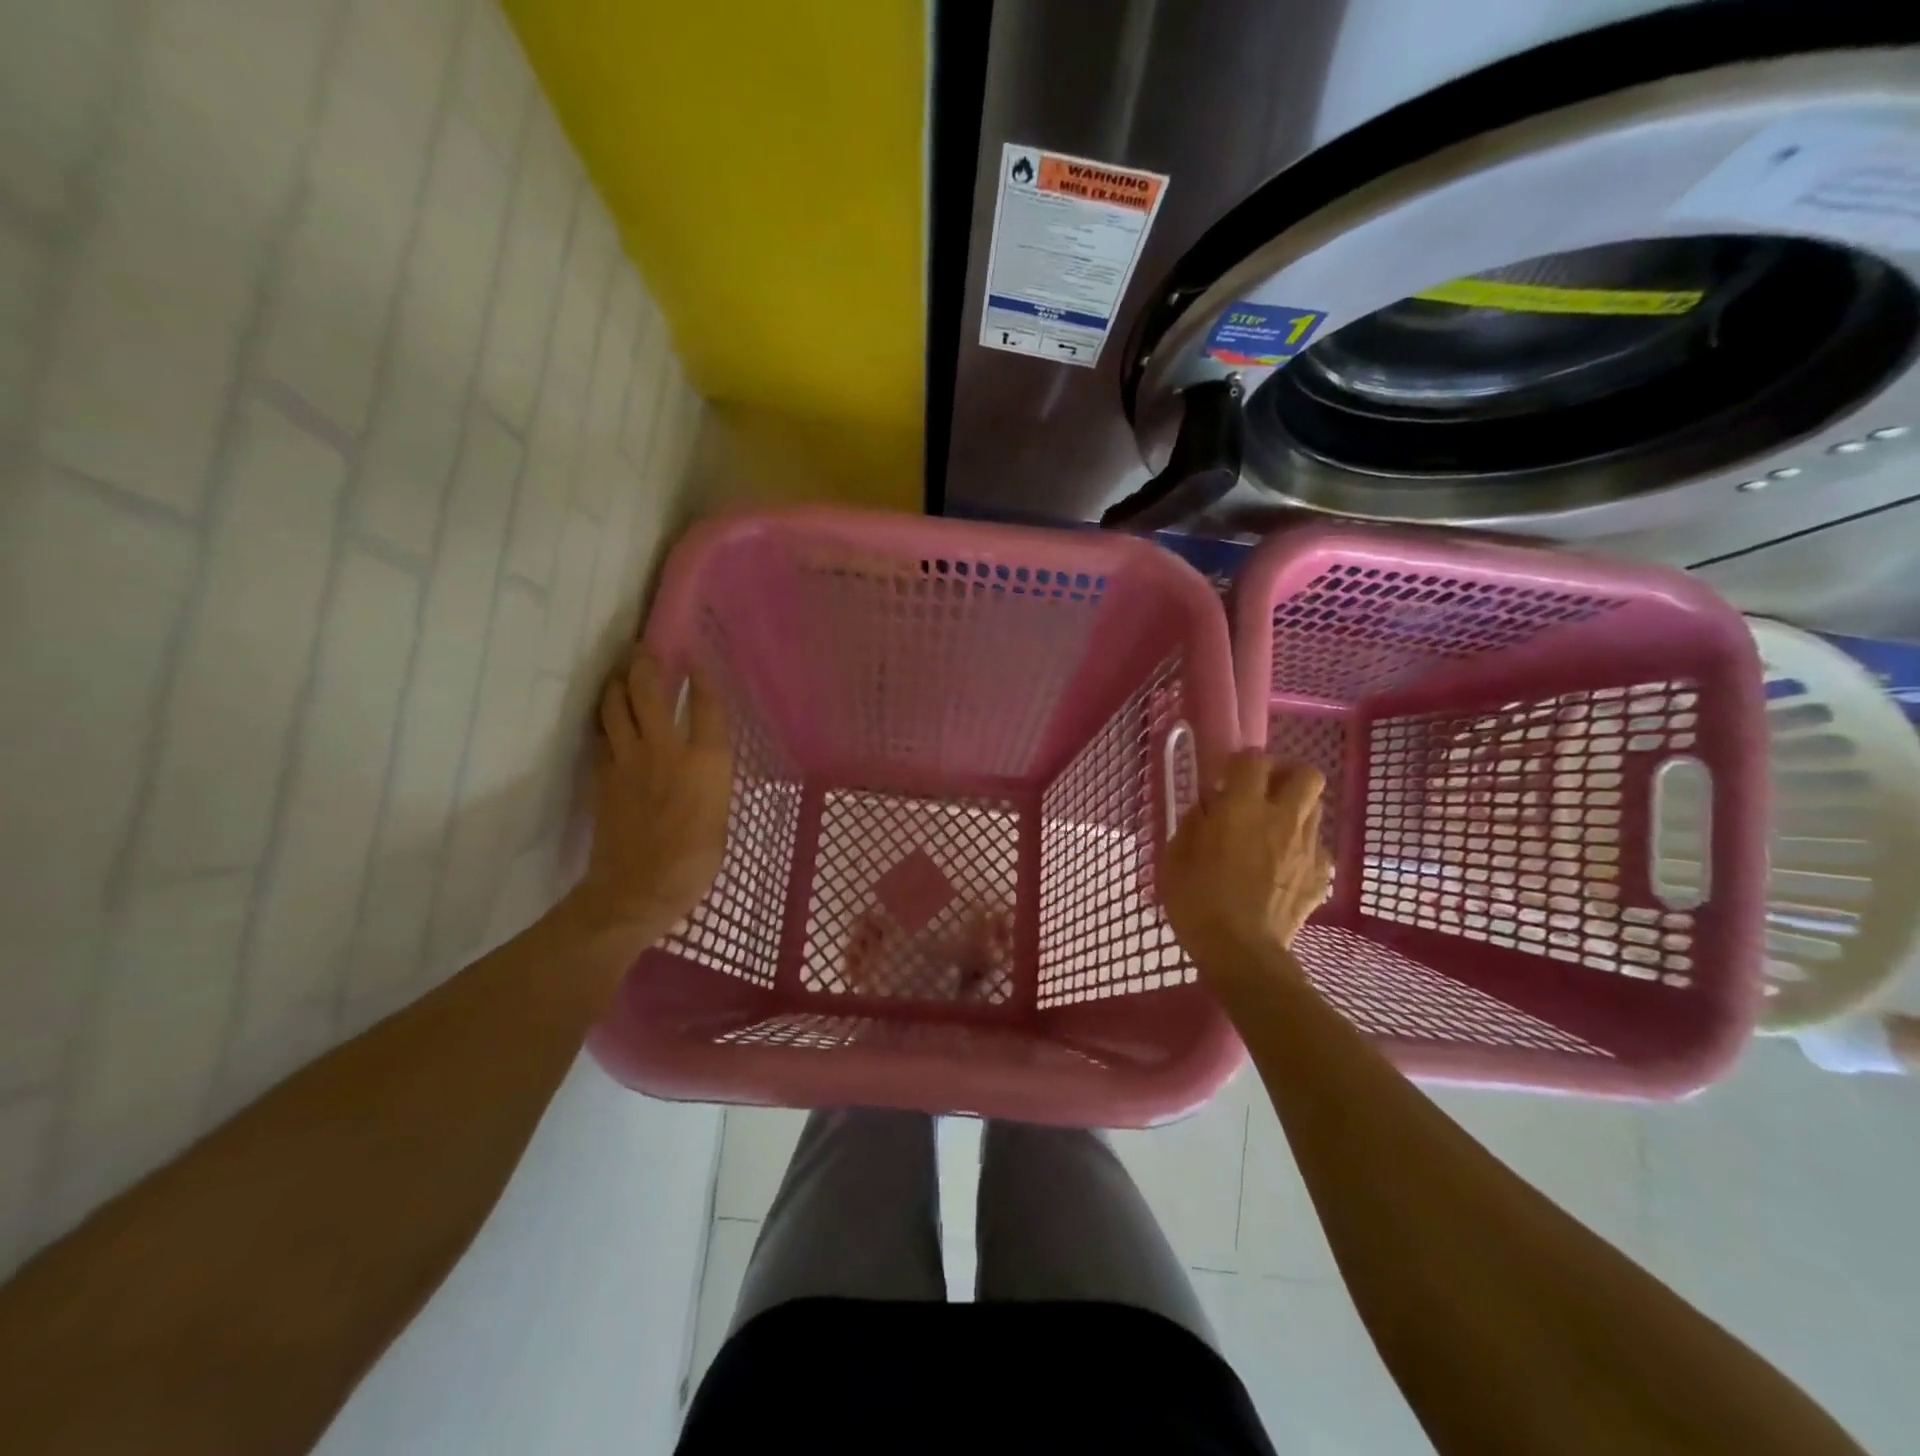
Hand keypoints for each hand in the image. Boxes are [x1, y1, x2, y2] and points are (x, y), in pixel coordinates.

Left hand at [563, 645, 732, 956]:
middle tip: (645, 650)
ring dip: (618, 686)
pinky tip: (610, 721)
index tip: (698, 655)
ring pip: (615, 707)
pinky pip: (603, 737)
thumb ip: (711, 782)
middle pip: (649, 691)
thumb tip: (703, 766)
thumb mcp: (721, 817)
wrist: (638, 890)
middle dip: (647, 664)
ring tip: (622, 676)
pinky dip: (607, 722)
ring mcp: (628, 760)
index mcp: (706, 761)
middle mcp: (666, 749)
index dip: (703, 675)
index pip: (706, 703)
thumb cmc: (696, 861)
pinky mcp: (603, 777)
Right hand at [1162, 752, 1331, 970]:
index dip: (1239, 763)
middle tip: (1264, 792)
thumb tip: (1207, 808)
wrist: (1240, 952)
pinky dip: (1301, 850)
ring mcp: (1308, 848)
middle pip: (1306, 774)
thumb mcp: (1175, 856)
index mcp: (1242, 808)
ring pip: (1315, 808)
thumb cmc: (1197, 901)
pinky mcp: (1321, 876)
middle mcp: (1282, 819)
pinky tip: (1282, 868)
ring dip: (1295, 811)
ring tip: (1272, 831)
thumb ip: (1194, 822)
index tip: (1224, 780)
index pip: (1253, 759)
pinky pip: (1317, 849)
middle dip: (1287, 775)